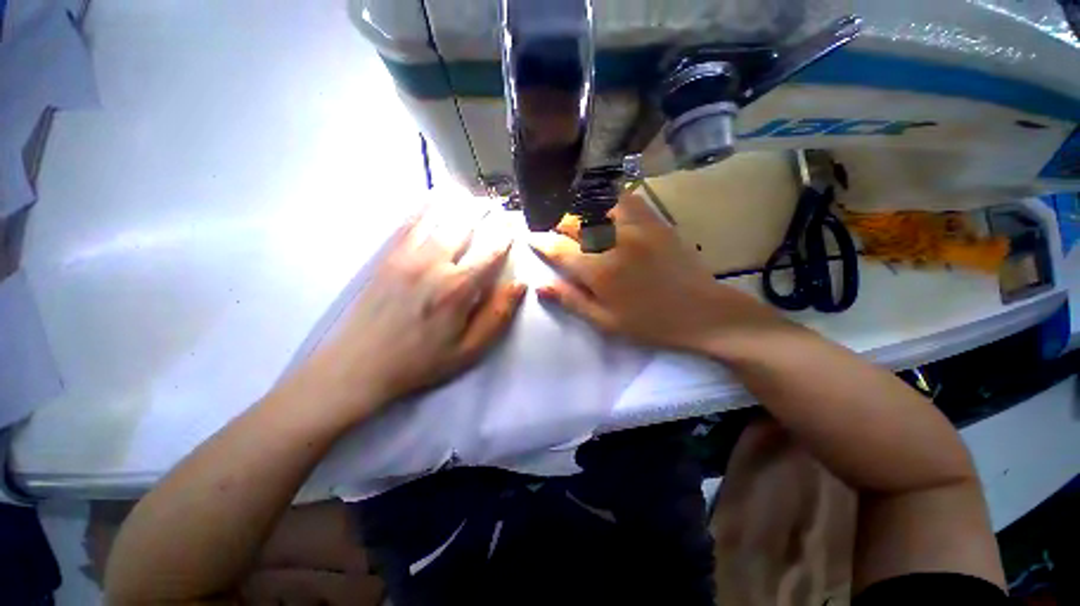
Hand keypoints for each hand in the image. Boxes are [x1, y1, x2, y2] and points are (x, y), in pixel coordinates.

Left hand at [289, 207, 525, 422]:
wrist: (360, 365)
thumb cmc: (421, 361)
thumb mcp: (469, 350)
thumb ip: (497, 315)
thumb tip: (519, 285)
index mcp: (458, 288)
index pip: (490, 252)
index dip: (505, 236)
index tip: (514, 225)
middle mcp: (434, 263)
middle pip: (464, 225)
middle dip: (483, 212)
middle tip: (495, 204)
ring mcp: (406, 256)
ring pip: (437, 216)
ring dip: (457, 203)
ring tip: (470, 196)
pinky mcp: (387, 256)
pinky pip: (408, 222)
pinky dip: (424, 206)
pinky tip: (434, 197)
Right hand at [530, 193, 781, 353]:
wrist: (702, 313)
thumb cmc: (650, 324)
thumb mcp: (605, 322)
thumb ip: (571, 301)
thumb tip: (539, 286)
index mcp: (600, 270)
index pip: (559, 249)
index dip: (541, 242)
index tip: (531, 237)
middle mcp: (614, 241)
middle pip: (574, 221)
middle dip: (556, 223)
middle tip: (550, 228)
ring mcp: (637, 226)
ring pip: (596, 205)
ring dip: (578, 209)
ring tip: (572, 218)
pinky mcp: (655, 221)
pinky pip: (625, 199)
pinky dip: (607, 200)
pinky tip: (602, 207)